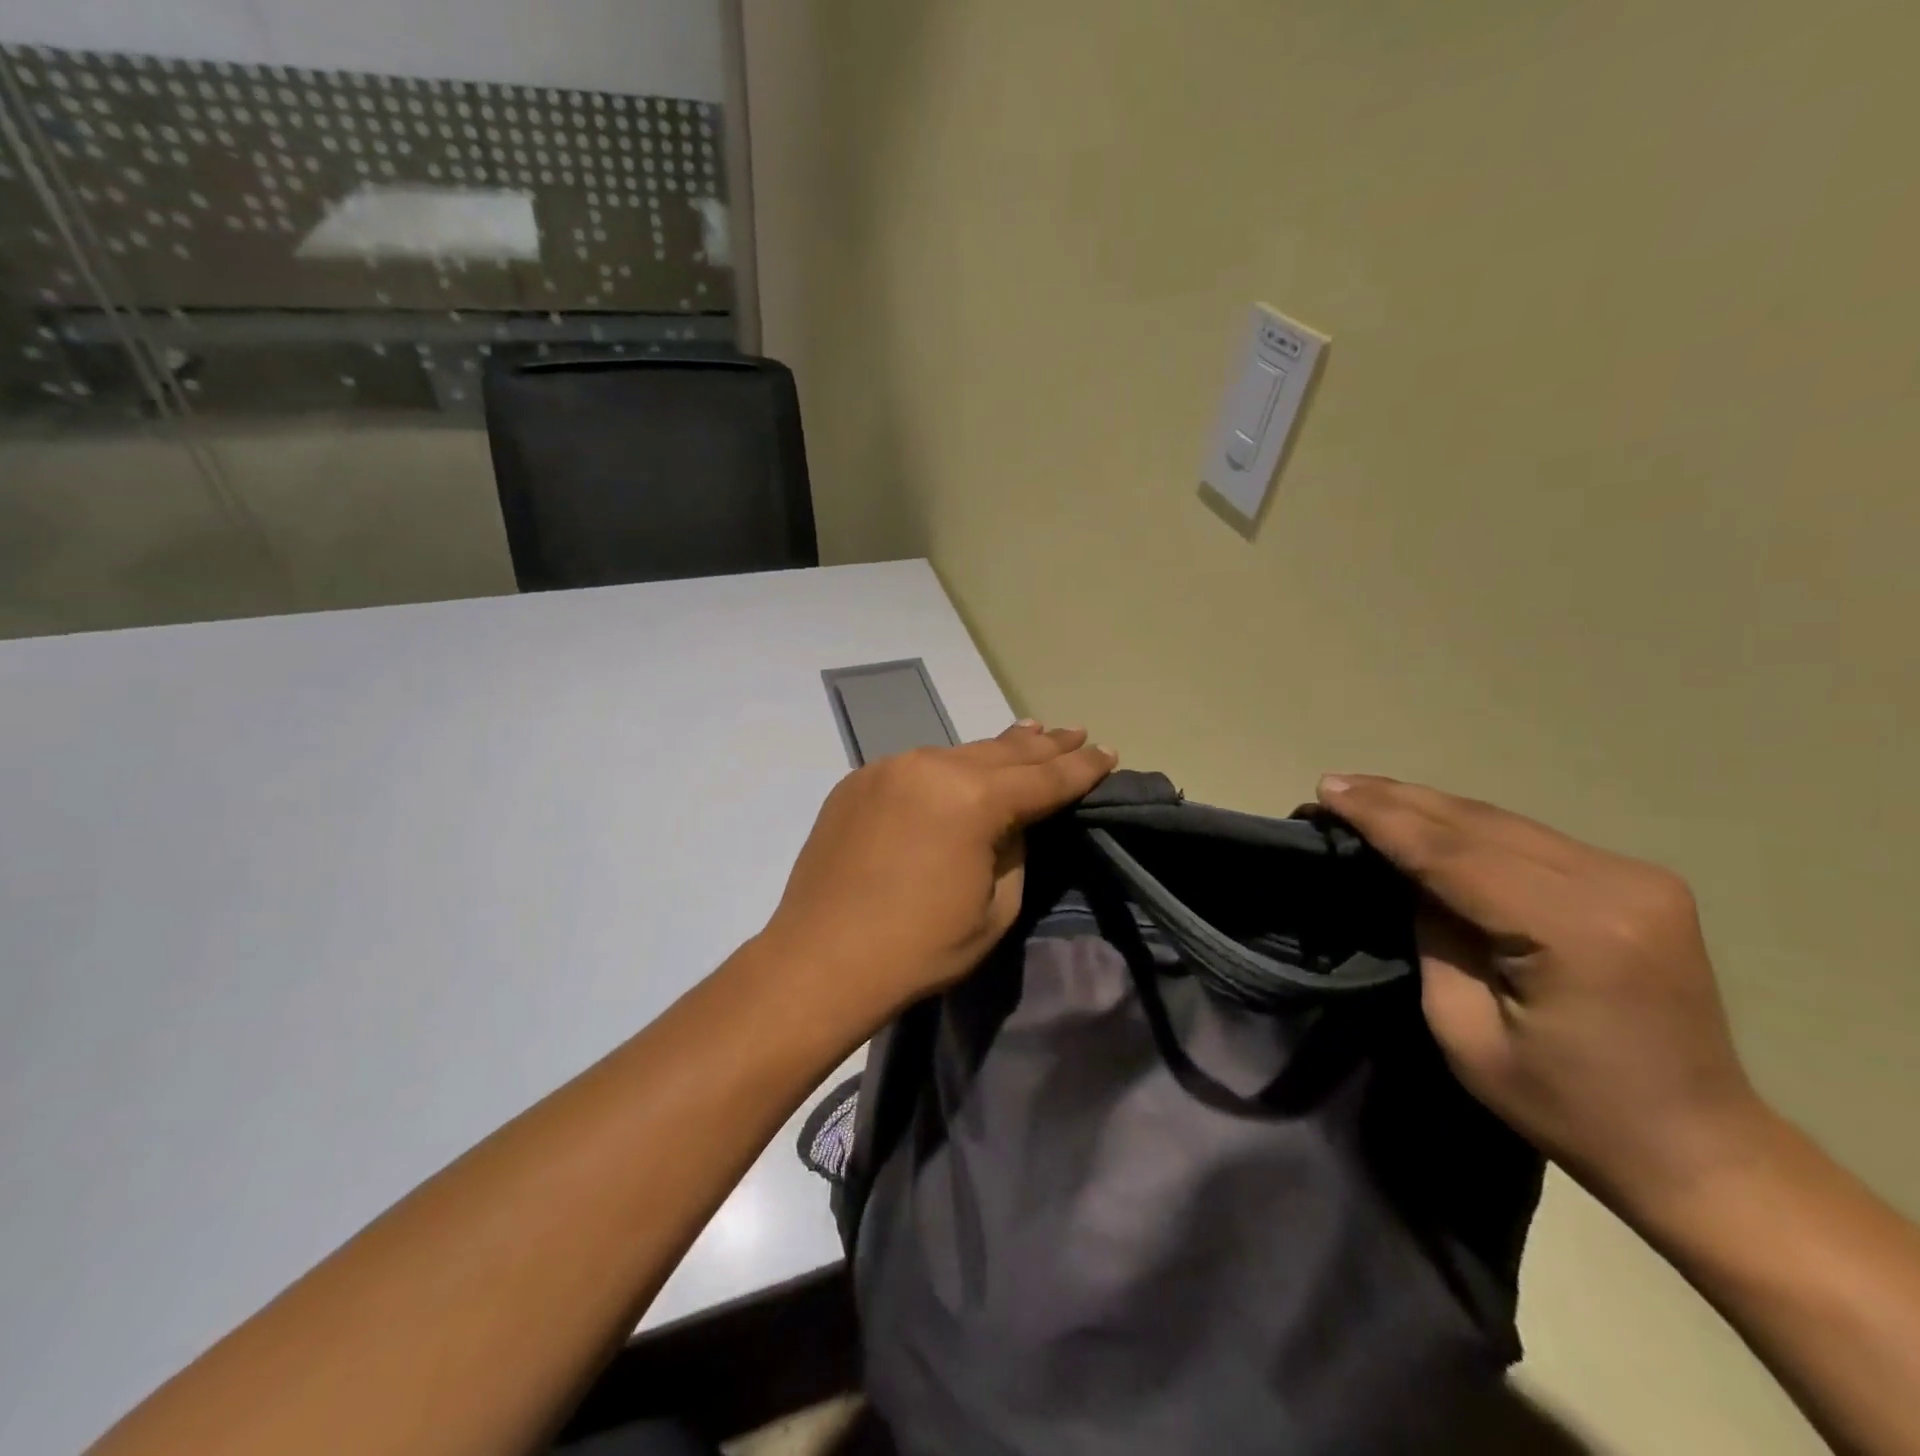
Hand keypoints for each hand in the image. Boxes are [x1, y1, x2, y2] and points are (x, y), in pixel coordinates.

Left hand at [758, 723, 1117, 1024]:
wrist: (820, 961)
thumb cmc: (919, 948)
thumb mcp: (995, 909)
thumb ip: (1014, 850)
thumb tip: (1011, 821)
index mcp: (973, 799)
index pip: (1043, 778)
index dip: (1081, 768)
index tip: (1108, 753)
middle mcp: (931, 767)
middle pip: (1002, 752)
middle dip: (1044, 745)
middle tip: (1076, 733)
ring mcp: (888, 768)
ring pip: (958, 752)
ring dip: (997, 749)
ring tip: (1030, 734)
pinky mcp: (858, 781)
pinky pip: (917, 767)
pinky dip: (948, 767)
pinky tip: (962, 769)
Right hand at [1317, 774, 1764, 1221]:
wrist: (1698, 1146)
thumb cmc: (1567, 1107)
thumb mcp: (1466, 1030)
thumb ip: (1433, 938)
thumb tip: (1406, 876)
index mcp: (1575, 931)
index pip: (1453, 854)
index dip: (1383, 819)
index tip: (1328, 790)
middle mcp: (1616, 884)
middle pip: (1480, 824)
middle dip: (1399, 801)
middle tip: (1335, 784)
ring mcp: (1636, 876)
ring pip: (1503, 821)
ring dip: (1430, 807)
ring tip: (1366, 794)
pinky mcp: (1637, 879)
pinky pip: (1529, 837)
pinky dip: (1468, 826)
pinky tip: (1427, 819)